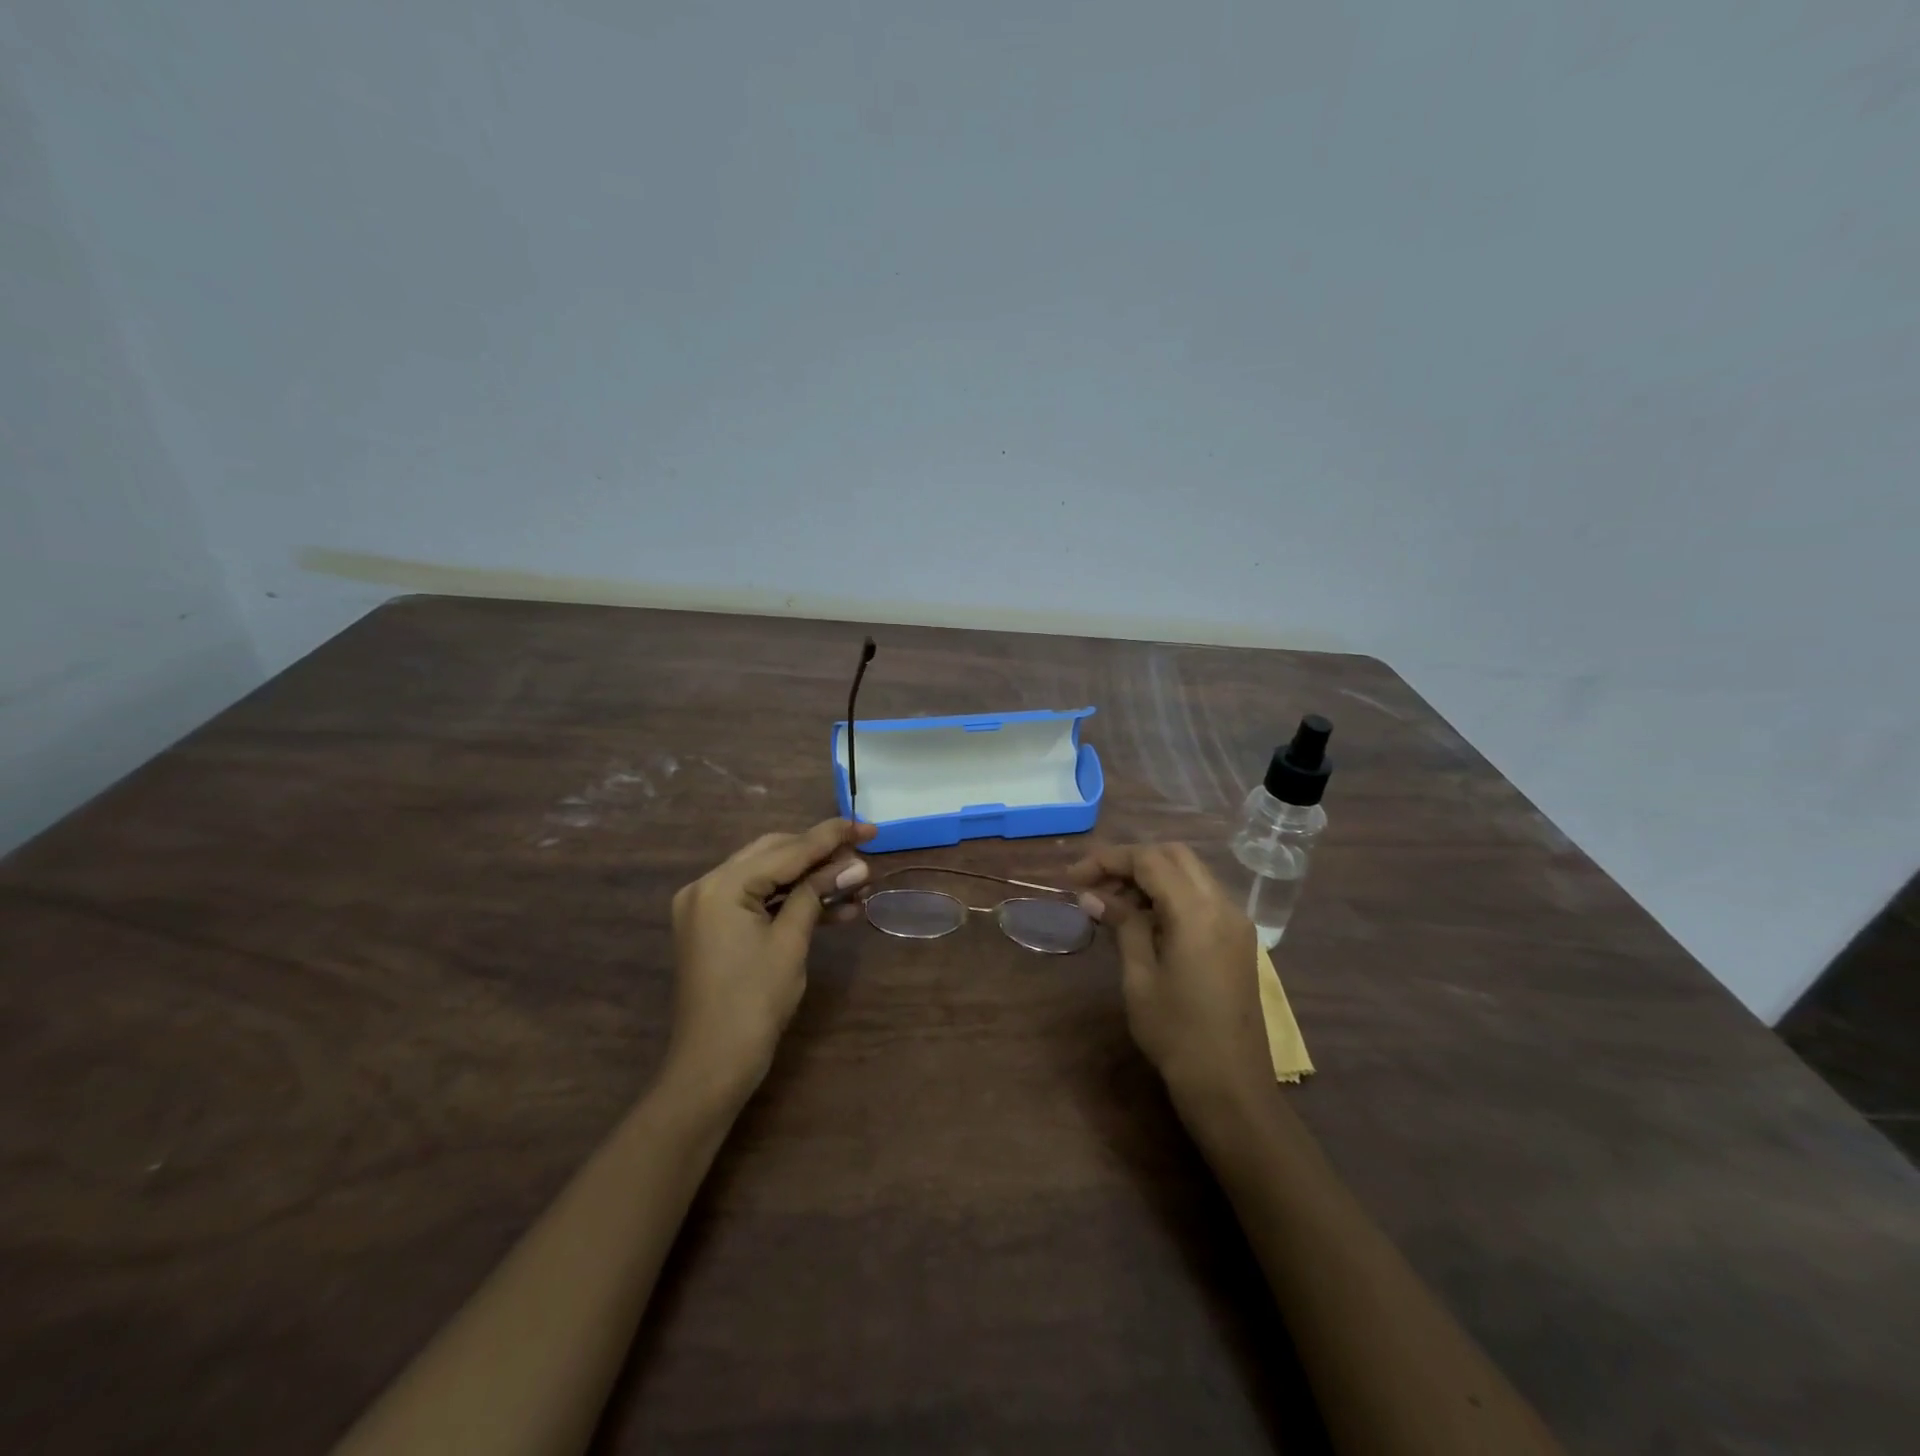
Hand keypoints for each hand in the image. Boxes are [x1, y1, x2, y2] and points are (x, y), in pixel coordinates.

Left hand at [667, 817, 875, 1101]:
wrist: (713, 1064)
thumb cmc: (754, 1002)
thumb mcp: (791, 942)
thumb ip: (817, 893)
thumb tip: (856, 864)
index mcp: (721, 885)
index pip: (786, 850)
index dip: (831, 838)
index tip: (868, 827)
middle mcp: (708, 886)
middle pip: (775, 854)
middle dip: (821, 855)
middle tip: (863, 853)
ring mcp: (708, 906)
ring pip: (770, 876)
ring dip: (811, 880)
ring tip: (858, 883)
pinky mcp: (716, 926)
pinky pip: (760, 901)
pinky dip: (793, 902)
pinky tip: (835, 909)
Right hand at [1068, 843, 1266, 1099]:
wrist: (1231, 1086)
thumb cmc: (1176, 1033)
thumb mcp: (1139, 977)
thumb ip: (1122, 925)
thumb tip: (1092, 895)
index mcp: (1197, 912)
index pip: (1149, 860)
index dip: (1108, 860)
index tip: (1073, 877)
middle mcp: (1223, 905)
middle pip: (1174, 856)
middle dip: (1131, 862)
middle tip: (1094, 885)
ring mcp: (1236, 921)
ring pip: (1190, 873)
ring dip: (1151, 877)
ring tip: (1112, 903)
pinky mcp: (1238, 939)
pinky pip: (1202, 896)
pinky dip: (1170, 894)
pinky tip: (1144, 919)